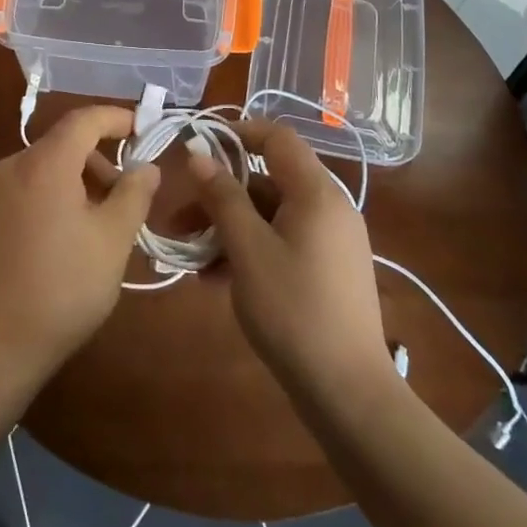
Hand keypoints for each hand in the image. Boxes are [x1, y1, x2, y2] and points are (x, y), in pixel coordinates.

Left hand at [0, 106, 158, 390]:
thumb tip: (146, 166)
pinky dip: (51, 194)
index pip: (84, 120)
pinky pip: (24, 188)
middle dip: (99, 158)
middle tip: (126, 192)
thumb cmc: (65, 287)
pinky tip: (64, 234)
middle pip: (62, 144)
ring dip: (76, 179)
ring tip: (98, 219)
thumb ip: (134, 193)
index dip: (117, 118)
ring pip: (43, 167)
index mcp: (44, 164)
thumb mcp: (113, 239)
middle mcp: (11, 166)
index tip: (143, 127)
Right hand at [186, 120, 394, 395]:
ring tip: (190, 259)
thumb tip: (200, 155)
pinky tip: (215, 279)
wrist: (348, 393)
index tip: (197, 148)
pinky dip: (249, 249)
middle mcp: (328, 207)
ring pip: (270, 215)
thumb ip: (223, 198)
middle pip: (266, 181)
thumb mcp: (248, 249)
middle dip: (219, 196)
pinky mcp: (327, 269)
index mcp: (316, 192)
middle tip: (178, 220)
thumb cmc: (293, 310)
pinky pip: (282, 241)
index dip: (237, 133)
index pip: (277, 137)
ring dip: (228, 227)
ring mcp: (330, 240)